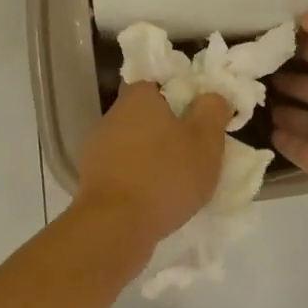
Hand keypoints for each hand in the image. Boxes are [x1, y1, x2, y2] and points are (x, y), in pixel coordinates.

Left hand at [74, 83, 231, 245]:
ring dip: (157, 156)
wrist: (115, 227)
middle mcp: (113, 116)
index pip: (160, 80)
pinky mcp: (94, 180)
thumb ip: (213, 109)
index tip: (203, 112)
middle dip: (172, 128)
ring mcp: (99, 149)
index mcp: (138, 97)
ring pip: (137, 144)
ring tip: (183, 178)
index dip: (184, 93)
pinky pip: (126, 170)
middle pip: (148, 114)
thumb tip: (212, 95)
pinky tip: (160, 197)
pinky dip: (143, 178)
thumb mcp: (205, 139)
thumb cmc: (165, 175)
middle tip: (199, 148)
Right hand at [270, 7, 307, 214]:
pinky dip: (276, 136)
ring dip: (279, 104)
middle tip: (250, 61)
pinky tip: (251, 122)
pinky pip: (293, 146)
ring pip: (301, 115)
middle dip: (287, 71)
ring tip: (244, 88)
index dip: (304, 40)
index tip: (269, 33)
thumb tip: (302, 20)